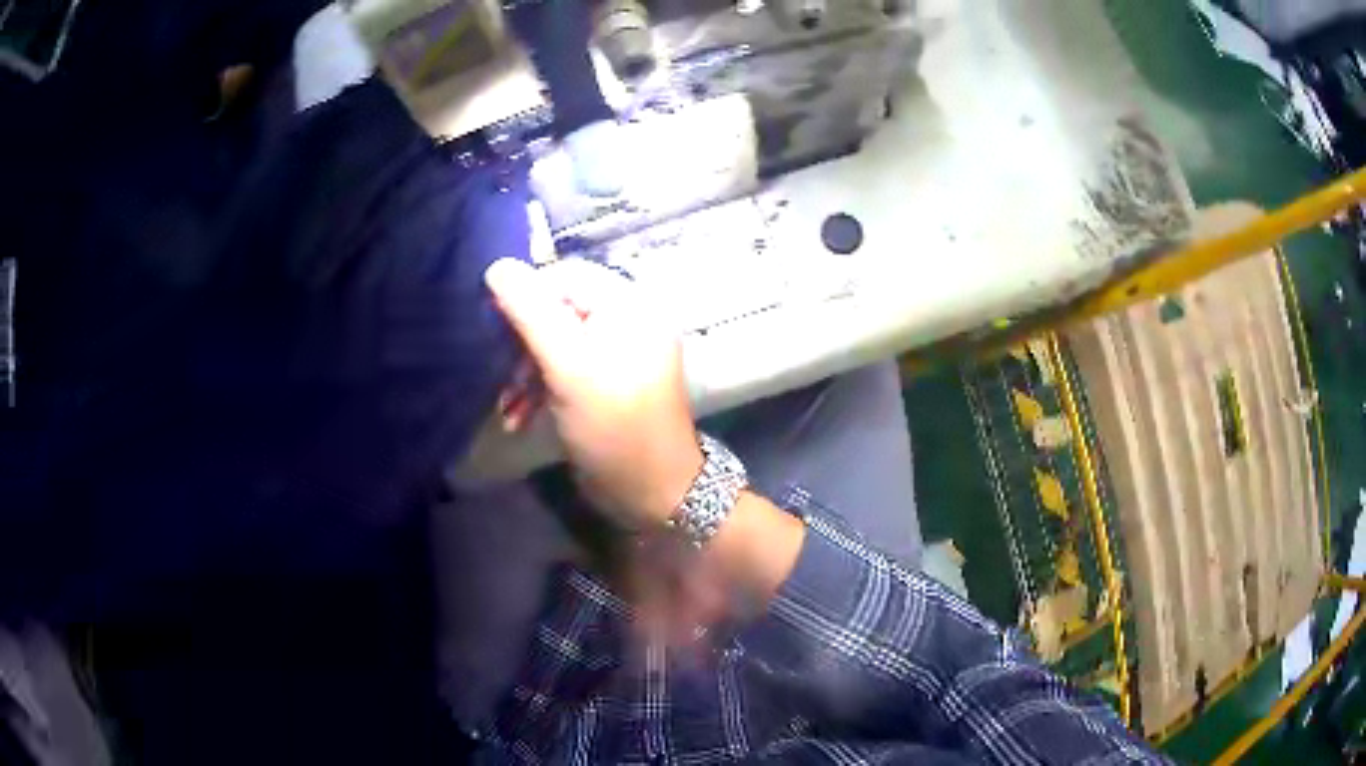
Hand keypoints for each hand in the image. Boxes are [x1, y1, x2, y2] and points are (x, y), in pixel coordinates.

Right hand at [485, 258, 702, 528]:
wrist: (653, 494)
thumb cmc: (614, 426)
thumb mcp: (569, 368)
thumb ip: (532, 314)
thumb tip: (497, 266)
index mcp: (629, 306)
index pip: (566, 276)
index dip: (526, 295)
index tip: (492, 325)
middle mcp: (626, 322)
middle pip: (558, 310)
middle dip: (522, 344)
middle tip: (496, 371)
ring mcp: (616, 355)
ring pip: (555, 344)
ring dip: (524, 373)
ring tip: (506, 406)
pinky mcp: (603, 384)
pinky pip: (563, 370)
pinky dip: (538, 389)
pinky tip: (517, 418)